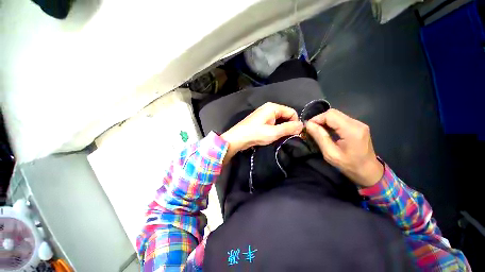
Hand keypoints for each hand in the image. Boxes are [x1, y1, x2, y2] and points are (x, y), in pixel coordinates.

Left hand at [221, 102, 302, 164]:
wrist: (237, 139)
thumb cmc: (255, 134)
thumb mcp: (274, 132)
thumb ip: (289, 128)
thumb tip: (302, 125)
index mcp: (273, 107)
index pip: (292, 112)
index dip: (295, 123)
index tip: (294, 134)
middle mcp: (269, 108)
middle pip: (285, 116)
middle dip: (288, 126)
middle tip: (286, 137)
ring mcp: (264, 114)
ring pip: (279, 120)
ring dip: (281, 129)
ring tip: (278, 138)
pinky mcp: (260, 120)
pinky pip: (272, 123)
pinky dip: (275, 129)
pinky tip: (272, 136)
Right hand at [305, 109, 383, 186]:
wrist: (369, 171)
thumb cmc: (349, 166)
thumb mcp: (330, 154)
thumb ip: (319, 137)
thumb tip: (308, 125)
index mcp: (351, 130)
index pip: (330, 115)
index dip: (316, 119)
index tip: (308, 127)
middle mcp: (356, 123)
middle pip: (333, 113)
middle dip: (319, 119)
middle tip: (312, 129)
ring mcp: (358, 124)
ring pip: (336, 115)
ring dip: (324, 121)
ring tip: (317, 131)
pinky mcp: (357, 126)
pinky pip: (340, 119)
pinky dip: (330, 123)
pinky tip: (326, 131)